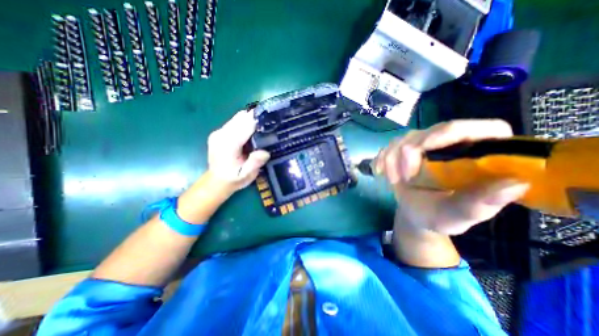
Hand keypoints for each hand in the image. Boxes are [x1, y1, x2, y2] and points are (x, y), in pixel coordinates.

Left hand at [207, 111, 269, 191]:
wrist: (217, 182)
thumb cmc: (233, 179)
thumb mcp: (246, 175)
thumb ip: (254, 163)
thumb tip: (265, 152)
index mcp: (228, 144)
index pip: (245, 125)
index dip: (258, 120)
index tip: (271, 118)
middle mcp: (221, 134)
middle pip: (240, 118)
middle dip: (255, 118)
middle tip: (269, 122)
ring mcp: (218, 132)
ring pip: (237, 118)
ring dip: (250, 120)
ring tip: (262, 126)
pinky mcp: (219, 133)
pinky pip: (234, 123)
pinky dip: (244, 123)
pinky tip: (252, 131)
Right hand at [376, 119, 529, 233]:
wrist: (414, 214)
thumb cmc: (438, 217)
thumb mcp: (457, 215)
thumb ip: (478, 204)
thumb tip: (515, 183)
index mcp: (480, 158)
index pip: (481, 129)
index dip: (450, 132)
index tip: (423, 147)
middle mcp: (453, 145)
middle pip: (430, 132)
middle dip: (408, 154)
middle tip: (403, 178)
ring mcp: (426, 145)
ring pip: (404, 139)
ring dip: (391, 160)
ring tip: (394, 181)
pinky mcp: (406, 149)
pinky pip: (389, 146)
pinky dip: (381, 159)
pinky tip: (379, 172)